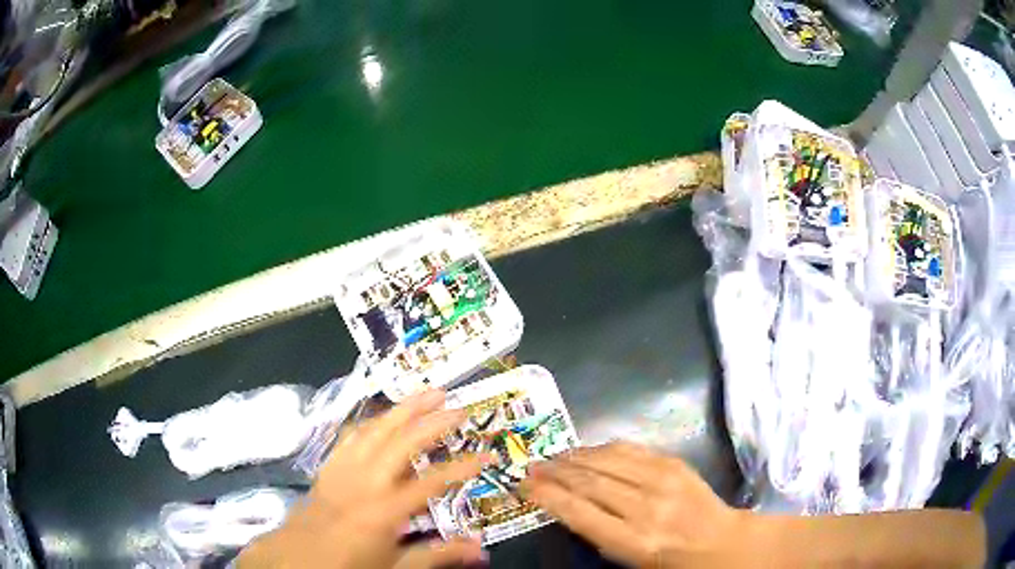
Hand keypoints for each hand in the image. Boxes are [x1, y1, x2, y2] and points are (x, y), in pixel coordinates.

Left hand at [239, 390, 489, 568]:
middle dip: (432, 421)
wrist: (297, 558)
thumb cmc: (349, 564)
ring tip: (426, 394)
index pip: (433, 482)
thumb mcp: (397, 567)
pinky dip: (371, 422)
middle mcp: (365, 481)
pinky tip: (381, 417)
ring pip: (375, 429)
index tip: (487, 456)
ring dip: (402, 409)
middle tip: (458, 406)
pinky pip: (351, 436)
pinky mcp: (328, 466)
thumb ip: (437, 556)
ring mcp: (343, 469)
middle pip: (402, 441)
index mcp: (385, 509)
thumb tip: (480, 549)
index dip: (463, 467)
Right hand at [521, 442, 745, 566]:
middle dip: (553, 472)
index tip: (523, 486)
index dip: (546, 496)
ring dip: (573, 456)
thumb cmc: (667, 559)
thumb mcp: (626, 557)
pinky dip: (601, 448)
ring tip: (553, 457)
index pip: (578, 512)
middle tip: (531, 467)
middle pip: (588, 481)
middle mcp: (645, 507)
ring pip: (606, 460)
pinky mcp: (673, 463)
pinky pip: (629, 449)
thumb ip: (595, 532)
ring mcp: (662, 481)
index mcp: (632, 539)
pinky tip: (586, 451)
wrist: (717, 541)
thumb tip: (564, 503)